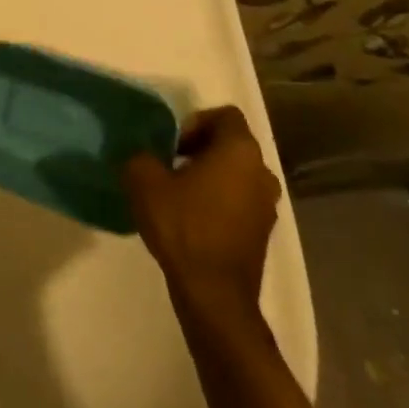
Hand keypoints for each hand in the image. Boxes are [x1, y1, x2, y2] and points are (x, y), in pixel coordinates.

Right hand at [122, 106, 279, 322]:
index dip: (195, 122)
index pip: (225, 115)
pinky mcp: (263, 232)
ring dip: (210, 176)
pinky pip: (239, 201)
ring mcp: (267, 205)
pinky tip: (191, 219)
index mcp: (240, 151)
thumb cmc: (183, 226)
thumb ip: (141, 157)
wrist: (214, 292)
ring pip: (236, 174)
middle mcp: (262, 172)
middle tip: (169, 165)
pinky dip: (218, 202)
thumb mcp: (143, 182)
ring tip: (178, 194)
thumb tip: (144, 156)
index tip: (173, 144)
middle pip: (232, 144)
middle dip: (200, 149)